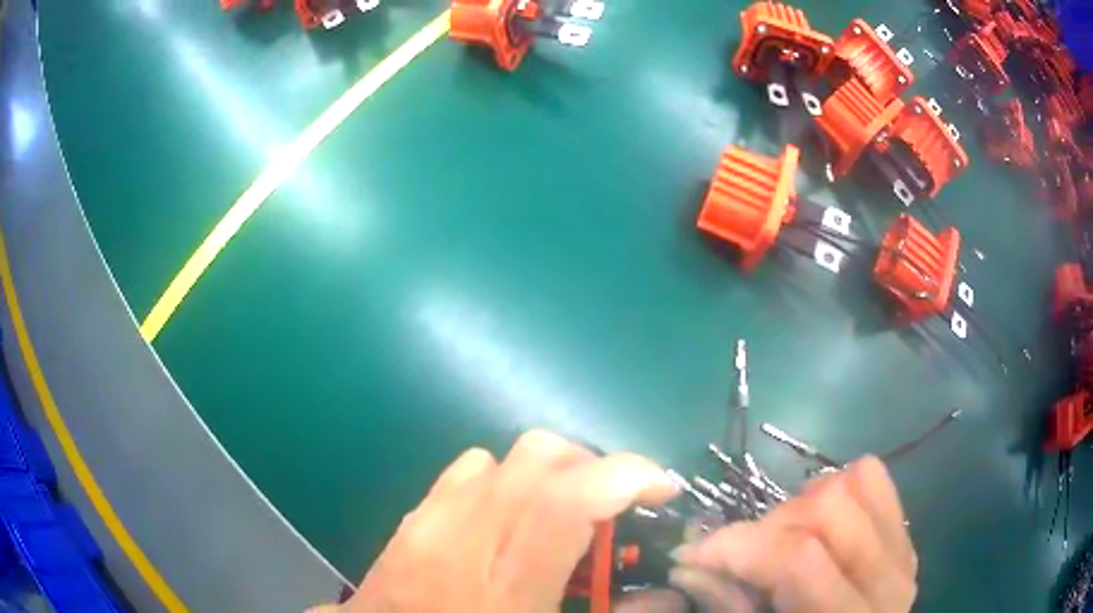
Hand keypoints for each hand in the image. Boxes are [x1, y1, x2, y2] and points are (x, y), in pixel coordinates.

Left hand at [317, 430, 677, 612]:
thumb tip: (669, 593)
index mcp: (505, 587)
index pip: (566, 500)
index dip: (626, 475)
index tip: (662, 486)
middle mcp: (463, 541)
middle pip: (537, 457)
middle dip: (593, 466)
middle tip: (615, 505)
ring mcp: (428, 523)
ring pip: (501, 457)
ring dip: (547, 472)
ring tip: (562, 511)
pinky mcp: (410, 520)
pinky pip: (465, 472)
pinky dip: (502, 480)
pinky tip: (507, 520)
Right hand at [677, 456, 916, 612]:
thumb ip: (728, 606)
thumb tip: (688, 563)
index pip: (797, 559)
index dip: (736, 547)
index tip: (691, 553)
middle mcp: (885, 582)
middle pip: (827, 509)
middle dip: (767, 525)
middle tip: (742, 555)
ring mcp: (902, 553)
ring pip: (852, 483)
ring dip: (801, 504)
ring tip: (781, 538)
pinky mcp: (903, 538)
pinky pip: (873, 481)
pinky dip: (837, 487)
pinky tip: (817, 522)